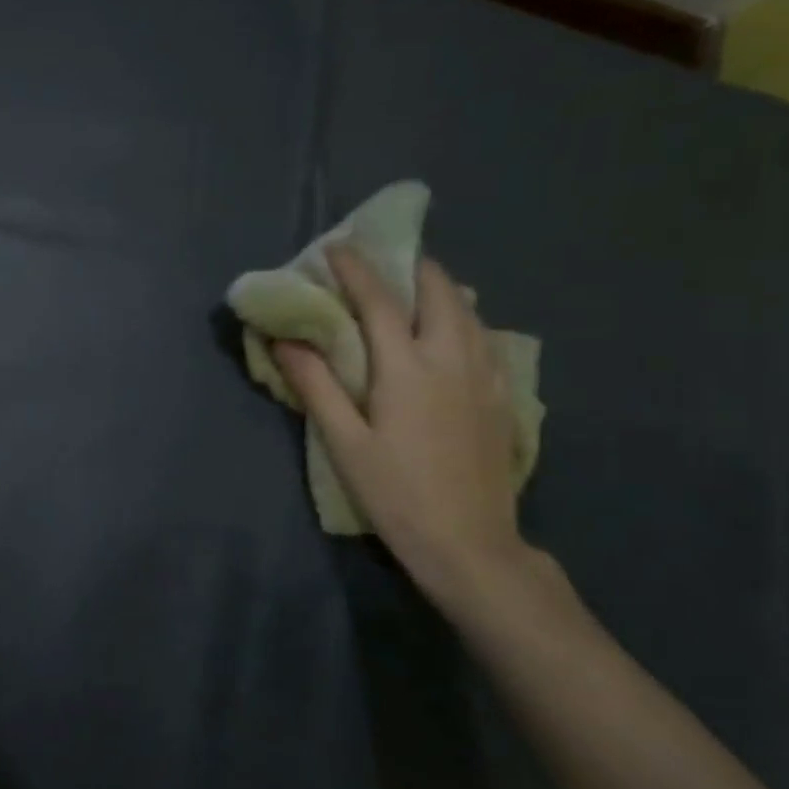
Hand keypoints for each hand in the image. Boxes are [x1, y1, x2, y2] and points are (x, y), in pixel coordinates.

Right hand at [273, 246, 526, 611]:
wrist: (469, 542)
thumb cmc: (395, 492)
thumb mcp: (343, 441)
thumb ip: (316, 384)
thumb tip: (285, 340)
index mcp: (408, 367)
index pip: (379, 301)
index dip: (356, 269)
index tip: (337, 246)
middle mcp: (452, 358)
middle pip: (438, 291)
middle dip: (410, 266)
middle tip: (382, 261)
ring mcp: (486, 376)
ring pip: (469, 310)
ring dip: (439, 288)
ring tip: (414, 286)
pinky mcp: (503, 397)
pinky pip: (485, 337)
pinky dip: (464, 317)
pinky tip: (453, 331)